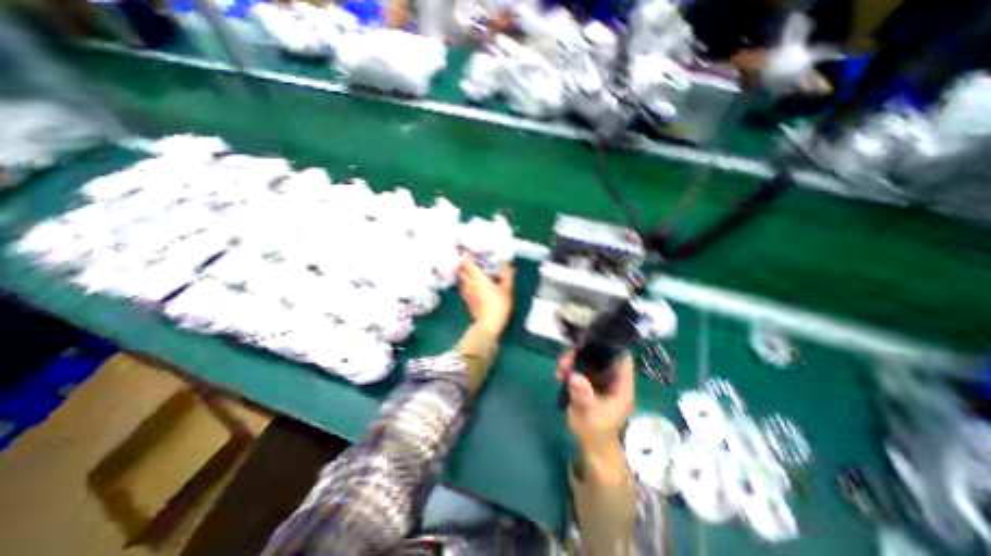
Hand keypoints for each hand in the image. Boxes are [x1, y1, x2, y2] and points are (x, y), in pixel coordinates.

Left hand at [458, 255, 513, 335]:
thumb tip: (509, 264)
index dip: (464, 255)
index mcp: (478, 278)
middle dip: (462, 263)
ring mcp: (467, 293)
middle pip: (461, 271)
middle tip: (466, 258)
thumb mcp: (507, 289)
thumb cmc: (498, 304)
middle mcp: (470, 283)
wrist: (489, 324)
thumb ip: (508, 275)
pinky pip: (463, 288)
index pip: (467, 263)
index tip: (464, 249)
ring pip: (461, 280)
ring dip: (462, 273)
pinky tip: (468, 284)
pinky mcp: (467, 301)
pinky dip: (464, 283)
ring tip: (466, 269)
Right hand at [557, 353, 634, 483]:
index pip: (621, 357)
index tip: (590, 340)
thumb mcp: (590, 415)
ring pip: (587, 360)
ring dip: (572, 360)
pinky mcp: (588, 382)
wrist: (591, 447)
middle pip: (599, 355)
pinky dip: (568, 367)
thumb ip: (583, 396)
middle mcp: (611, 378)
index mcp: (621, 385)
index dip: (609, 346)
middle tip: (565, 359)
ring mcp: (599, 379)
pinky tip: (558, 374)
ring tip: (560, 368)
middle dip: (582, 353)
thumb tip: (574, 377)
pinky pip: (578, 368)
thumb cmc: (596, 432)